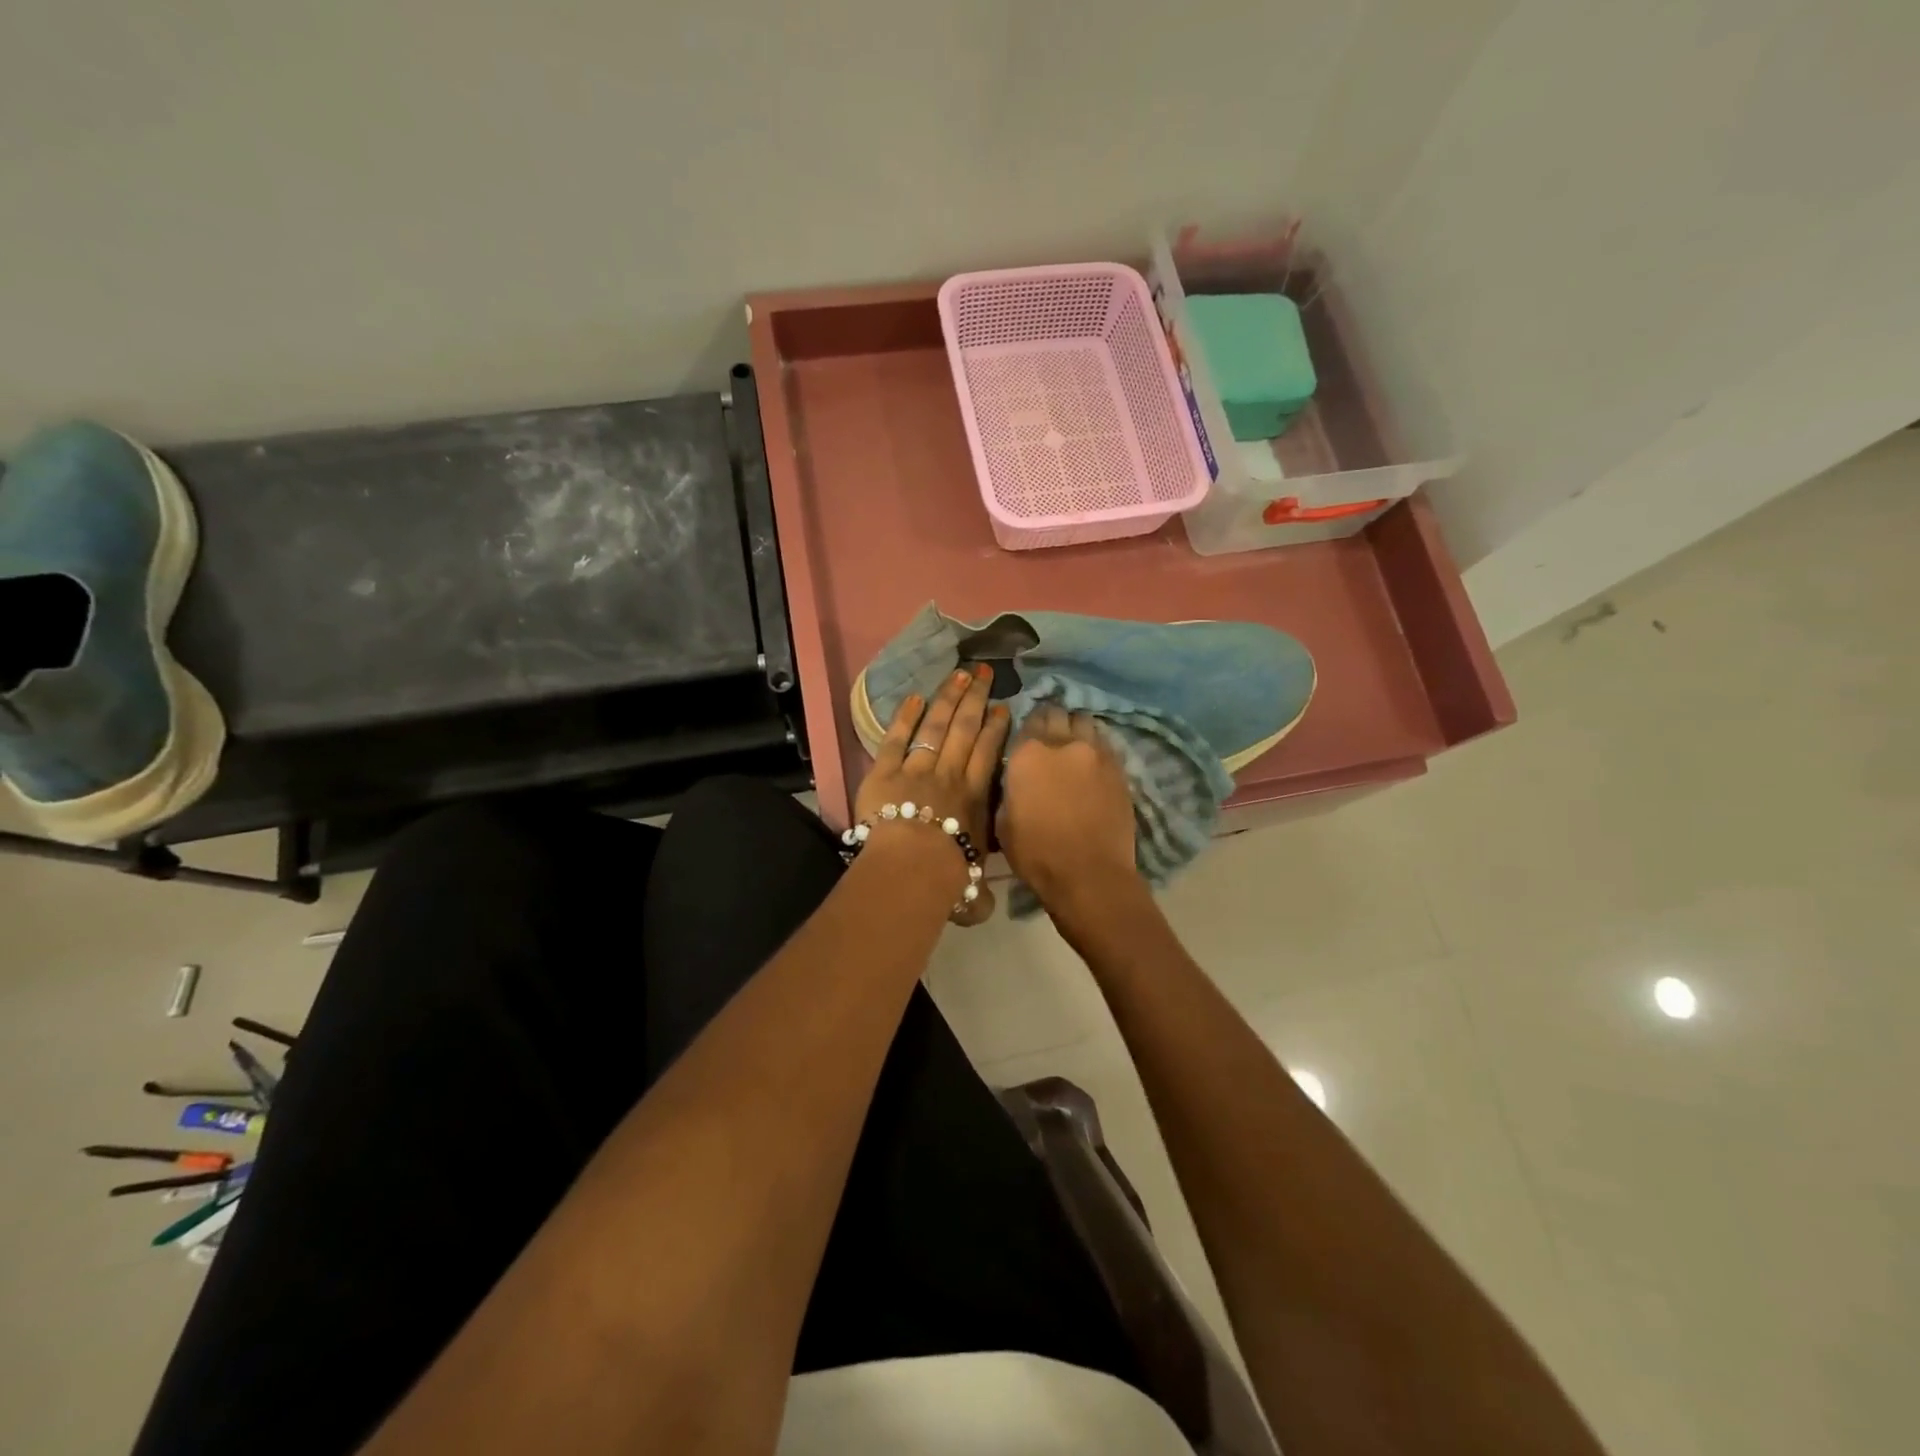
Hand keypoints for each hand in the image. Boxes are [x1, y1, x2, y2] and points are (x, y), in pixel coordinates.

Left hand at [855, 665, 1009, 924]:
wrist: (913, 865)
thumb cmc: (949, 875)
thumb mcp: (972, 886)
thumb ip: (977, 893)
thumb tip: (983, 909)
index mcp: (974, 796)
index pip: (987, 753)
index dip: (996, 728)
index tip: (1002, 707)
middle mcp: (950, 774)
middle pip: (965, 728)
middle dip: (975, 698)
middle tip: (983, 673)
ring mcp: (917, 768)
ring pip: (936, 726)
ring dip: (947, 698)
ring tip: (958, 674)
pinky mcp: (884, 771)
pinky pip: (896, 739)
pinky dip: (904, 718)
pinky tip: (913, 698)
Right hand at [996, 705, 1139, 922]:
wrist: (1090, 875)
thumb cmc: (1036, 854)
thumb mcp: (1003, 821)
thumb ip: (1010, 789)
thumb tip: (1017, 779)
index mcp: (1028, 754)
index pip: (1027, 721)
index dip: (1026, 728)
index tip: (1025, 739)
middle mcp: (1063, 743)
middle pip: (1057, 714)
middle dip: (1051, 721)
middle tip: (1048, 737)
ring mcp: (1096, 753)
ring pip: (1084, 723)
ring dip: (1075, 729)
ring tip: (1072, 744)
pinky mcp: (1119, 768)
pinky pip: (1104, 743)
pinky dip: (1095, 746)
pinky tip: (1090, 761)